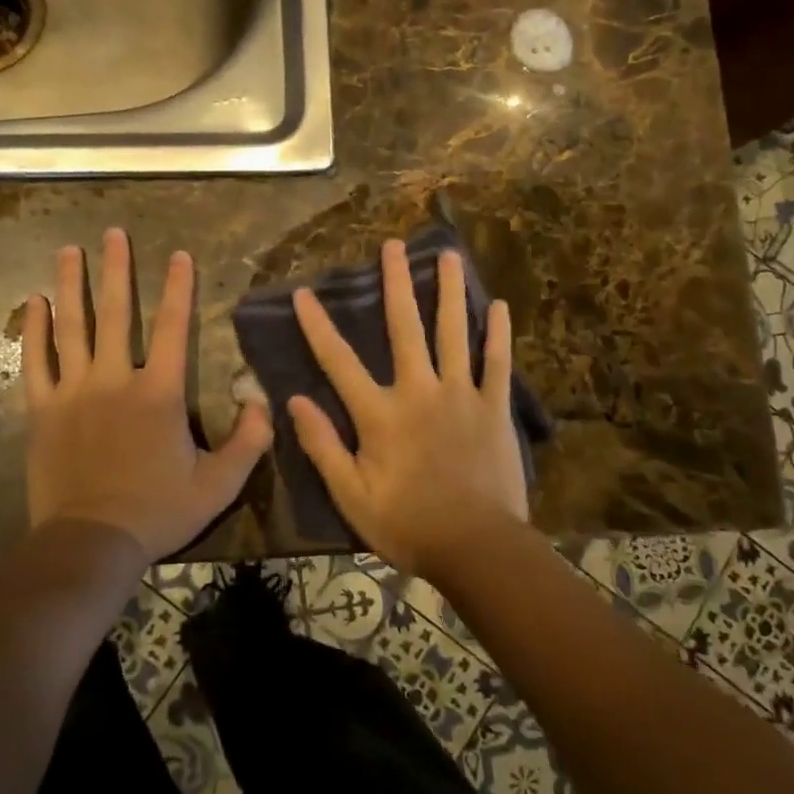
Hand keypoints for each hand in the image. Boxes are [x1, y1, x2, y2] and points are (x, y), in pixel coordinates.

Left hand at [22, 228, 273, 561]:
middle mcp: (114, 380)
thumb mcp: (219, 483)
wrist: (91, 543)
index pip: (173, 327)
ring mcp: (73, 393)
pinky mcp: (42, 410)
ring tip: (68, 250)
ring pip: (71, 328)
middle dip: (115, 270)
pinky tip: (33, 303)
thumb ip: (249, 440)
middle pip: (114, 313)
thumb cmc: (158, 511)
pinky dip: (34, 330)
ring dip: (70, 285)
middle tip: (112, 233)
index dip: (178, 288)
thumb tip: (262, 400)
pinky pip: (36, 362)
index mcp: (158, 393)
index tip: (179, 255)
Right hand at [287, 239, 529, 576]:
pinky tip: (499, 306)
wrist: (477, 548)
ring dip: (450, 292)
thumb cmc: (408, 525)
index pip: (338, 361)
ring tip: (449, 256)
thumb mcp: (352, 495)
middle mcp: (419, 391)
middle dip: (396, 284)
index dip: (318, 325)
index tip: (304, 292)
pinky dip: (498, 334)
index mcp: (380, 414)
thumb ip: (323, 445)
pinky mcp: (493, 408)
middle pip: (404, 328)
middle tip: (393, 246)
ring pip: (454, 333)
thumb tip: (294, 400)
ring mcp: (461, 395)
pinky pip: (497, 363)